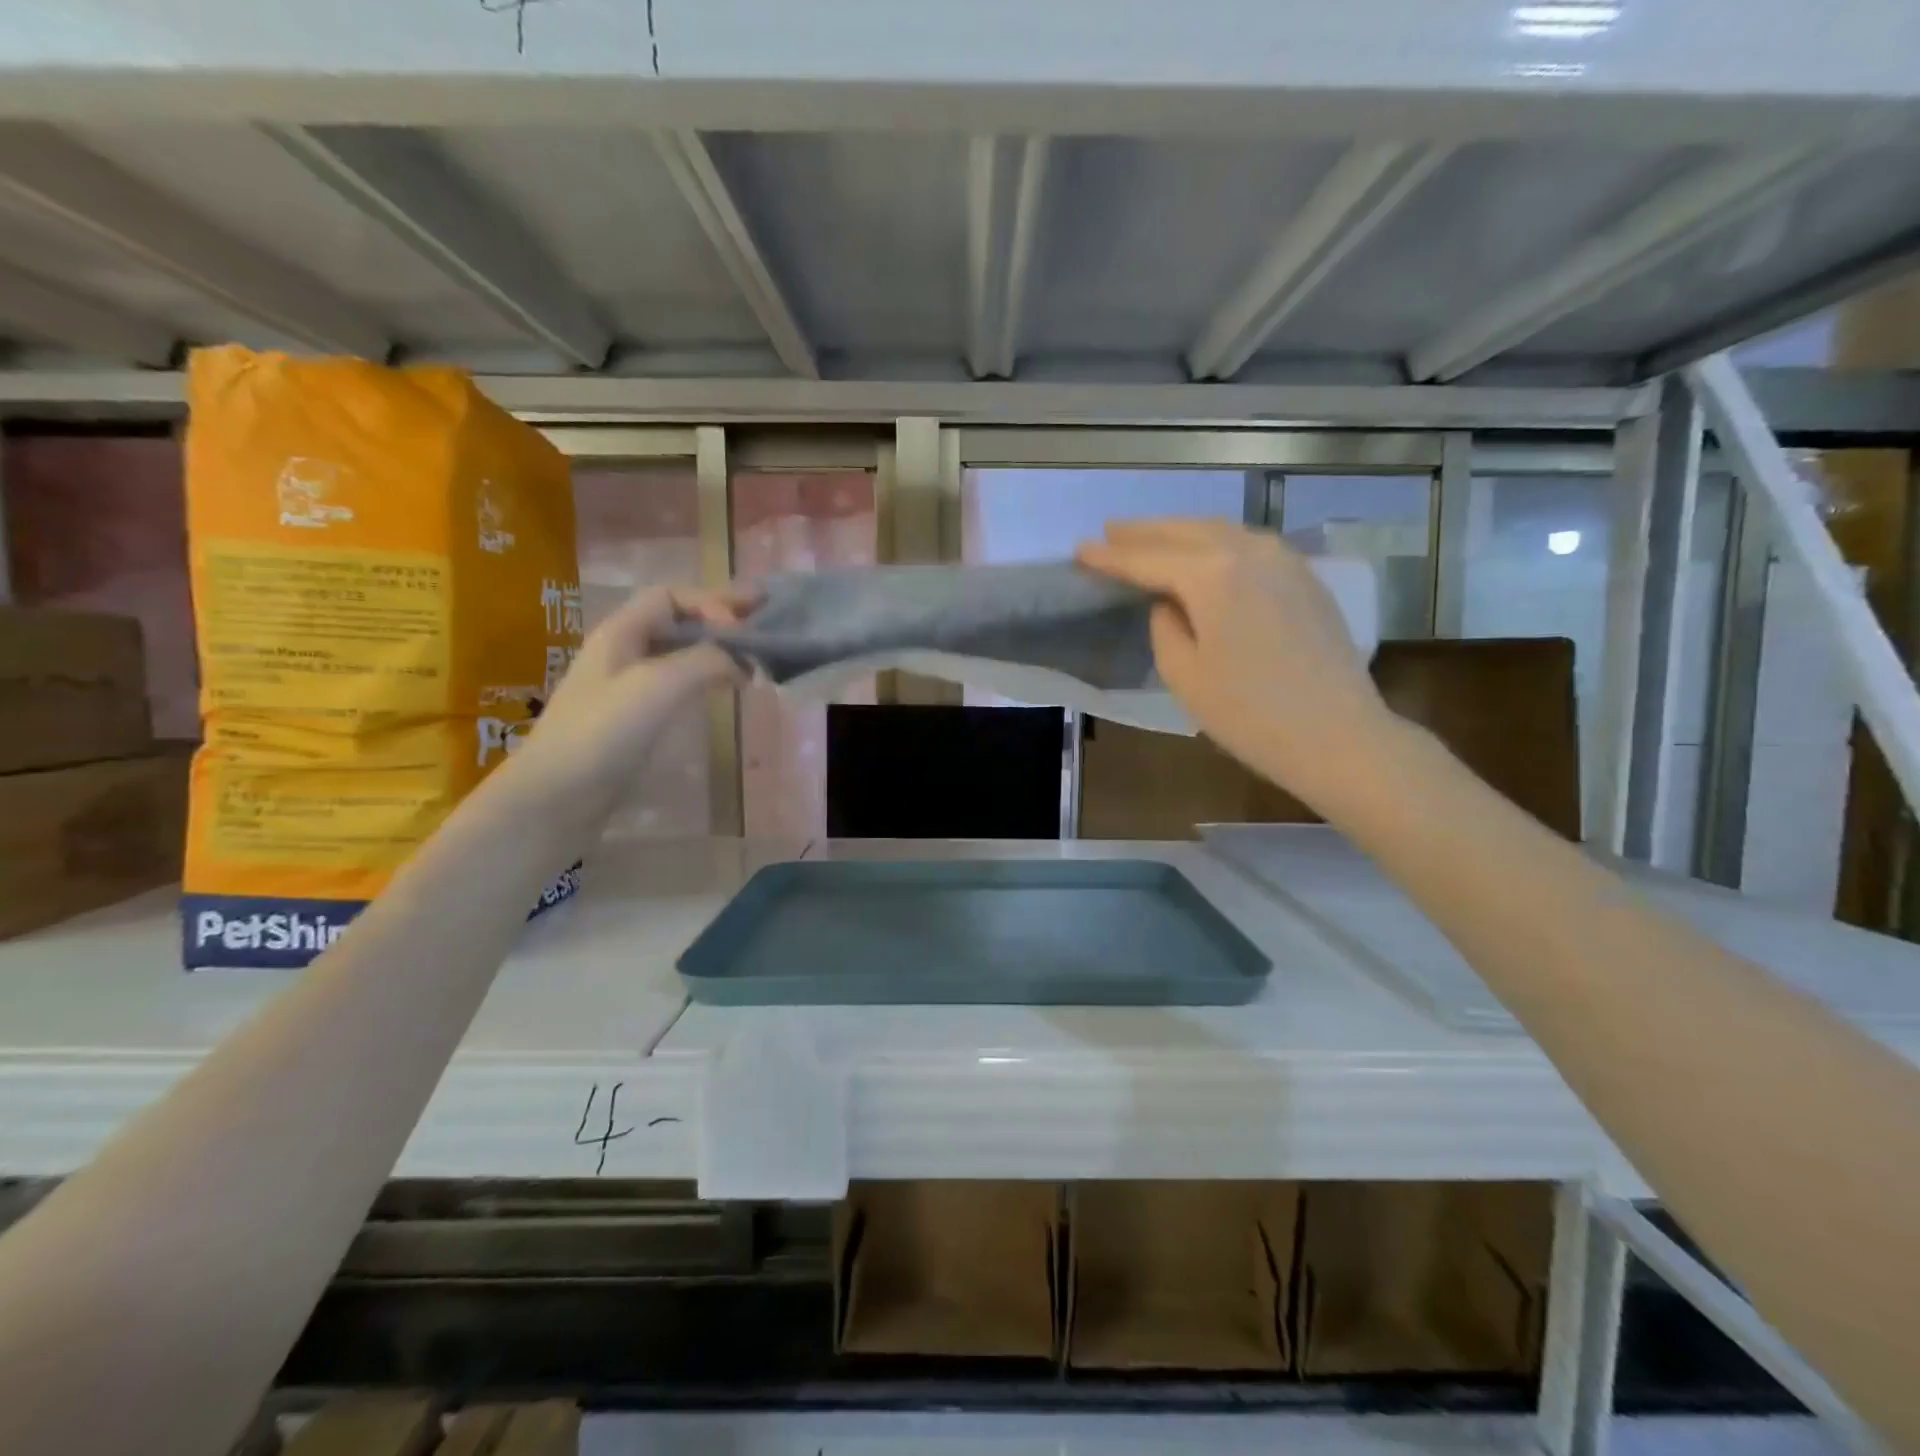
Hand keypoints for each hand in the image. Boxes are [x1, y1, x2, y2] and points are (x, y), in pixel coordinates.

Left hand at [513, 584, 753, 817]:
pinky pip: (678, 683)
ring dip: (717, 649)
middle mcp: (624, 652)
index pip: (670, 597)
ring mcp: (628, 687)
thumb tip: (742, 662)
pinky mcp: (635, 719)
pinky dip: (706, 678)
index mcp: (621, 632)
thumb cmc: (604, 732)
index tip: (743, 627)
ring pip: (680, 653)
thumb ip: (705, 661)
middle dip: (720, 618)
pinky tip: (724, 690)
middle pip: (677, 621)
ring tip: (753, 657)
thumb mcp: (658, 685)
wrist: (557, 796)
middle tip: (764, 619)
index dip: (710, 602)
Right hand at [1078, 519, 1393, 806]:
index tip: (1080, 550)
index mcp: (1212, 574)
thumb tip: (1171, 603)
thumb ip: (1165, 626)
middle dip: (1144, 532)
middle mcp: (1249, 551)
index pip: (1147, 559)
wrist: (1337, 735)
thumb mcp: (1184, 674)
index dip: (1111, 557)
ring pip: (1220, 532)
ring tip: (1149, 537)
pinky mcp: (1304, 577)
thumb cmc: (1249, 713)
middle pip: (1185, 532)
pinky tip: (1205, 553)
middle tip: (1110, 532)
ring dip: (1180, 532)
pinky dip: (1216, 543)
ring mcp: (1283, 560)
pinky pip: (1248, 545)